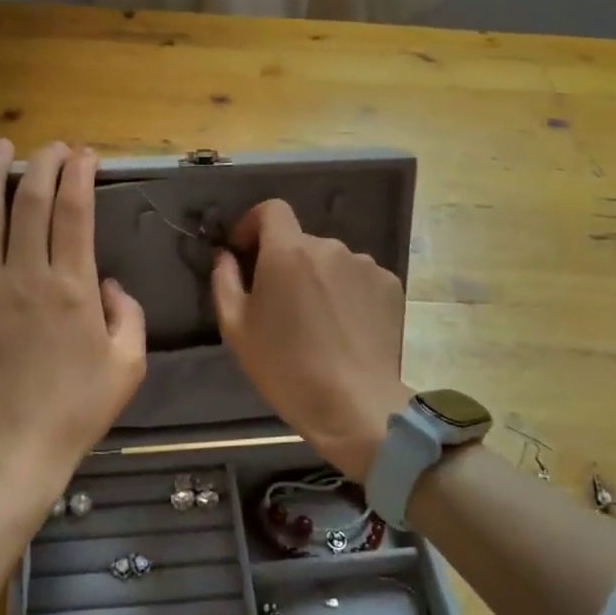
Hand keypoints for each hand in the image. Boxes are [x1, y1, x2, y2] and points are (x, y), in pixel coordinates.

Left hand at [0, 141, 146, 514]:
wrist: (12, 449)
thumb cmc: (76, 409)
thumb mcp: (127, 365)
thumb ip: (127, 314)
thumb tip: (107, 283)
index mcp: (71, 287)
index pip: (75, 210)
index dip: (79, 173)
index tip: (84, 155)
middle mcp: (26, 276)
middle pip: (31, 201)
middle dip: (43, 163)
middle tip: (52, 147)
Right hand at [210, 200, 412, 481]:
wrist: (354, 405)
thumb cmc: (285, 367)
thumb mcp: (236, 328)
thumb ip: (225, 281)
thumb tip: (226, 257)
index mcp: (288, 251)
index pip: (271, 209)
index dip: (254, 224)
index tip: (246, 253)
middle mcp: (329, 247)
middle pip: (300, 241)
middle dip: (285, 262)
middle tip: (279, 304)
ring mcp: (365, 265)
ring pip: (330, 261)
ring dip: (318, 278)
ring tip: (316, 322)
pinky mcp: (390, 285)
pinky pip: (358, 278)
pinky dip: (347, 293)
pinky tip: (344, 327)